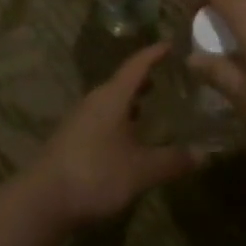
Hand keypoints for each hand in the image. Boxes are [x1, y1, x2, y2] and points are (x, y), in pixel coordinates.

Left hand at [28, 44, 200, 229]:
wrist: (42, 201)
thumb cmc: (95, 174)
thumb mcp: (141, 170)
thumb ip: (172, 160)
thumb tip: (204, 154)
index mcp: (112, 97)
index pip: (137, 65)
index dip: (155, 54)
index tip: (172, 44)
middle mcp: (94, 101)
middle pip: (122, 82)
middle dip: (145, 79)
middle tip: (169, 78)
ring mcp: (79, 120)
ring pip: (111, 102)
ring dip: (131, 101)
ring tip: (152, 107)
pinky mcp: (71, 140)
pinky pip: (102, 119)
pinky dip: (120, 120)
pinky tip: (129, 139)